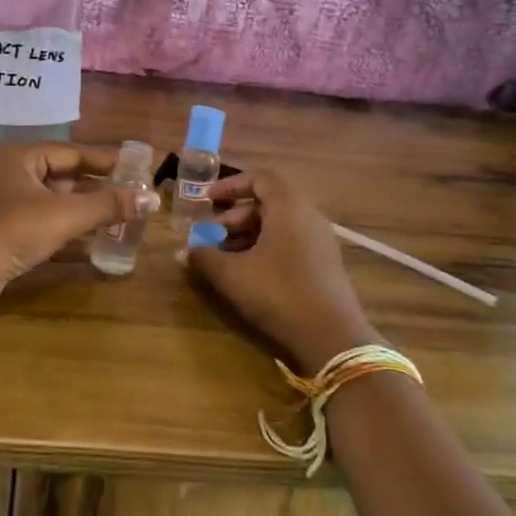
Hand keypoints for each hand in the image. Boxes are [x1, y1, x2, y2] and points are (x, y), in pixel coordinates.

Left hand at [0, 141, 157, 316]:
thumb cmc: (12, 231)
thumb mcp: (65, 214)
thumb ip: (109, 205)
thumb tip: (153, 198)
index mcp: (22, 158)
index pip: (73, 153)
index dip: (106, 162)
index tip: (137, 170)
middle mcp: (14, 177)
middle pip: (66, 180)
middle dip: (99, 192)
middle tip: (134, 200)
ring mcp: (8, 209)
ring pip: (57, 208)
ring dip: (87, 218)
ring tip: (123, 225)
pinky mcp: (7, 238)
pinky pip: (46, 231)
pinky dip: (70, 239)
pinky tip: (96, 252)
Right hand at [183, 169, 375, 371]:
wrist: (332, 336)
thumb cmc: (278, 293)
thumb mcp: (233, 275)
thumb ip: (205, 258)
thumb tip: (183, 251)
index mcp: (288, 207)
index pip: (260, 178)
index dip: (231, 184)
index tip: (208, 199)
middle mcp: (308, 215)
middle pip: (269, 202)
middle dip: (235, 215)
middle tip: (212, 235)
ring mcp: (320, 240)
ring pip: (279, 224)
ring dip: (249, 234)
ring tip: (225, 257)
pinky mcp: (325, 263)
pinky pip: (292, 241)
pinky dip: (267, 247)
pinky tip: (250, 273)